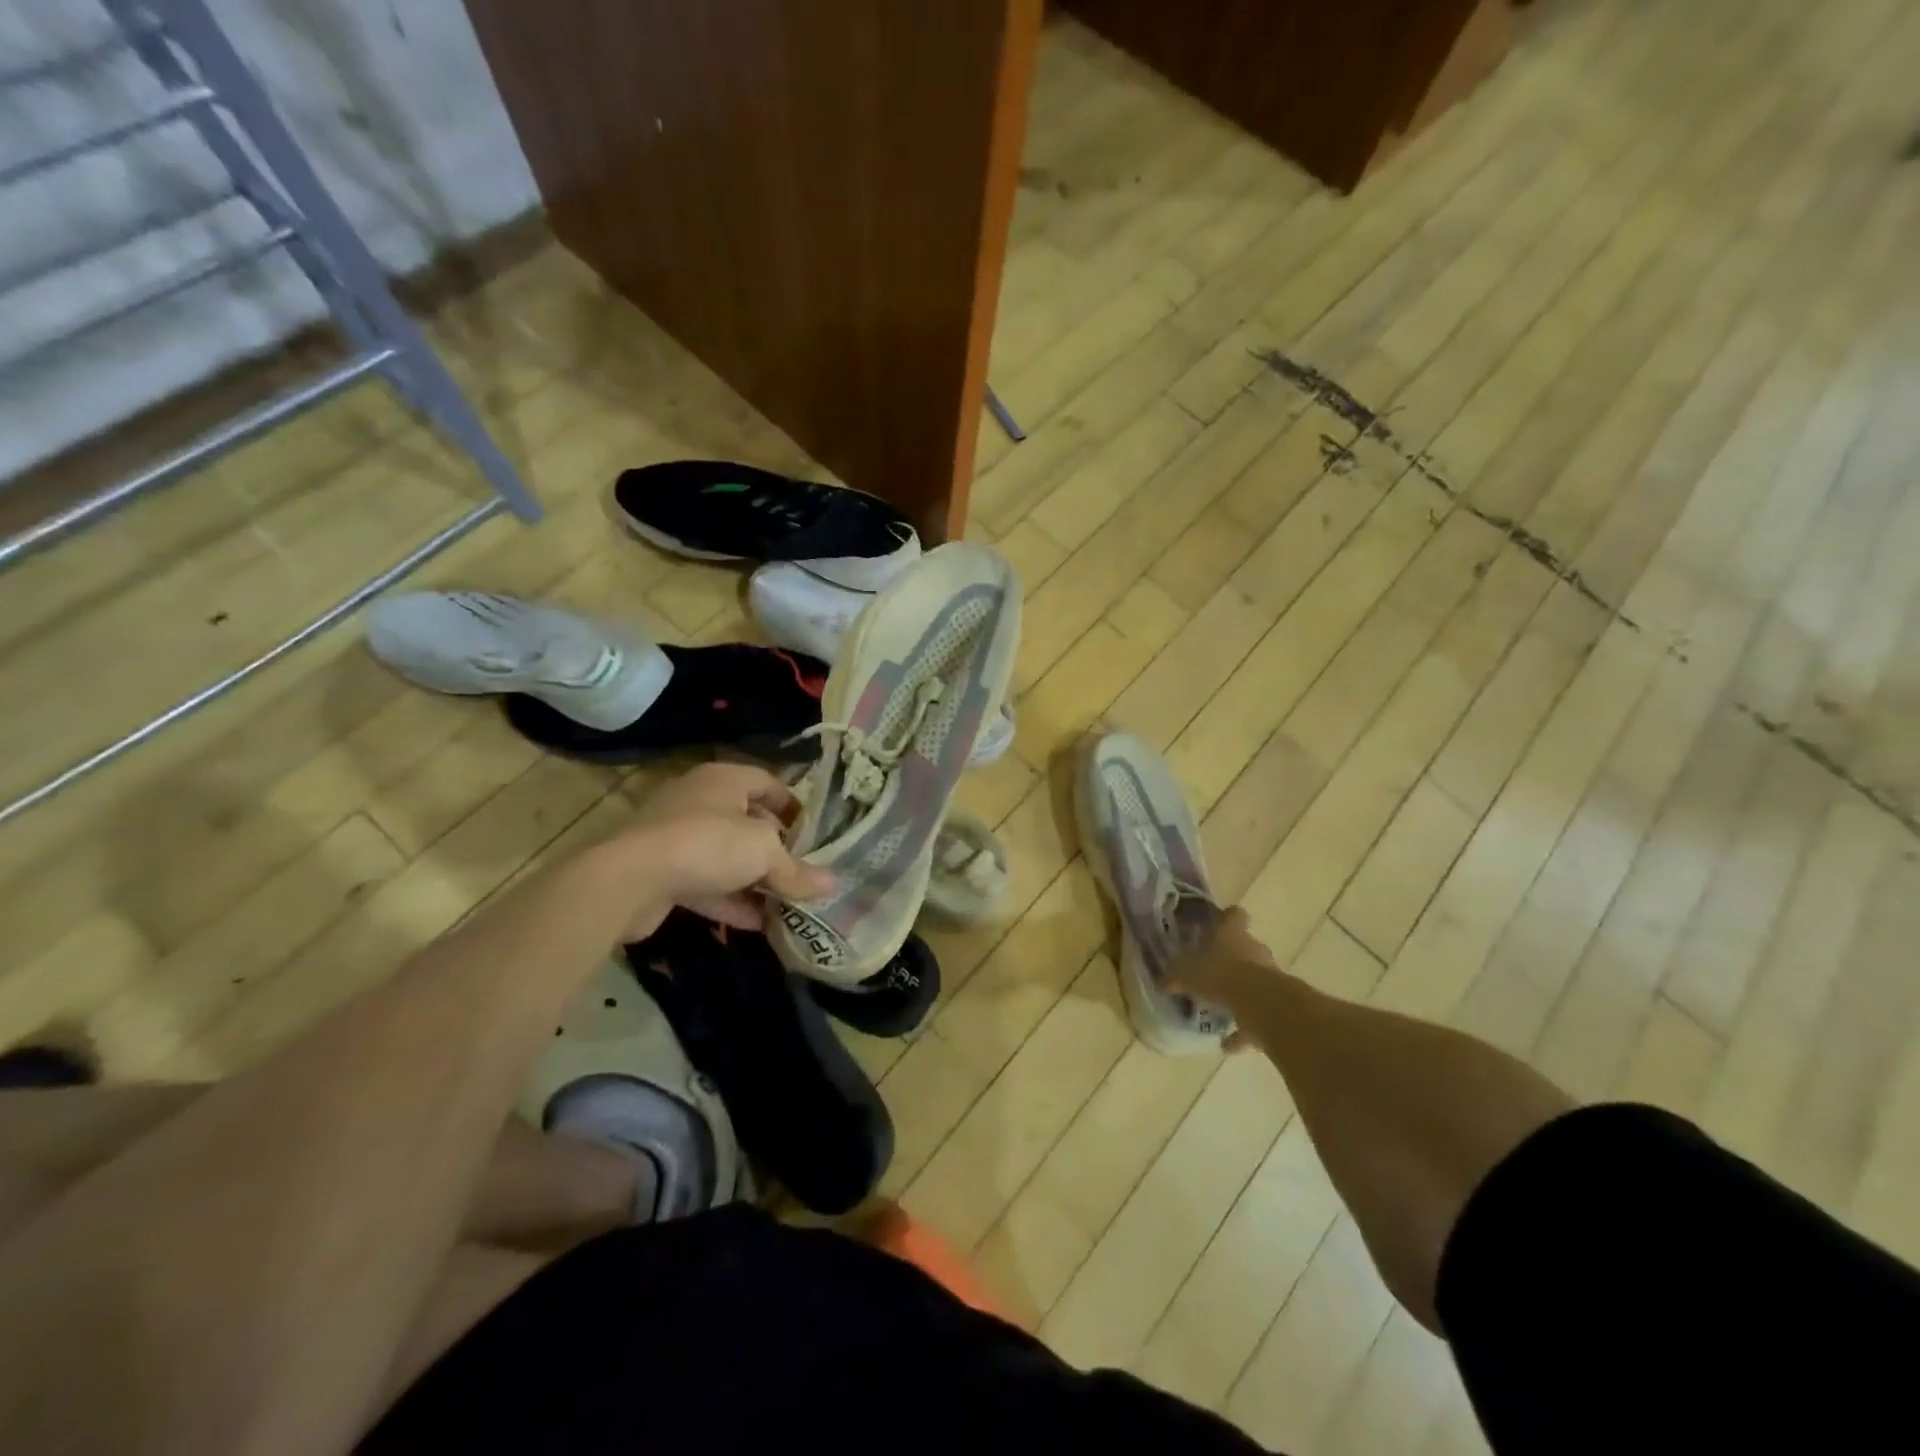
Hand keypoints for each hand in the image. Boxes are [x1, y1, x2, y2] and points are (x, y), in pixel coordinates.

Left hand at [602, 763, 832, 939]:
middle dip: (777, 851)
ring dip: (755, 881)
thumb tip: (831, 884)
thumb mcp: (764, 853)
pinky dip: (731, 901)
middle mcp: (700, 801)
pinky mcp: (663, 872)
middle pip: (748, 822)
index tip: (814, 834)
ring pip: (727, 857)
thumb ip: (797, 870)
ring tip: (786, 905)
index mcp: (724, 780)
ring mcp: (677, 837)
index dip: (794, 807)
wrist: (628, 879)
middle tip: (803, 874)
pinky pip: (706, 884)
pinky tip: (758, 924)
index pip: (768, 783)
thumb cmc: (707, 844)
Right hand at [1168, 906, 1276, 1020]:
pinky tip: (1228, 1043)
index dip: (1227, 918)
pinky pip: (1257, 1016)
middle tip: (1212, 970)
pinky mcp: (1276, 1005)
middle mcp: (1254, 950)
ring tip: (1220, 1008)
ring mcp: (1269, 977)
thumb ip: (1175, 976)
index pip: (1234, 915)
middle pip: (1245, 947)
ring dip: (1240, 992)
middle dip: (1231, 958)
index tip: (1217, 925)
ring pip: (1254, 980)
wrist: (1262, 1006)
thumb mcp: (1187, 973)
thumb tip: (1163, 981)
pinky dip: (1245, 1029)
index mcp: (1232, 934)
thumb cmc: (1220, 976)